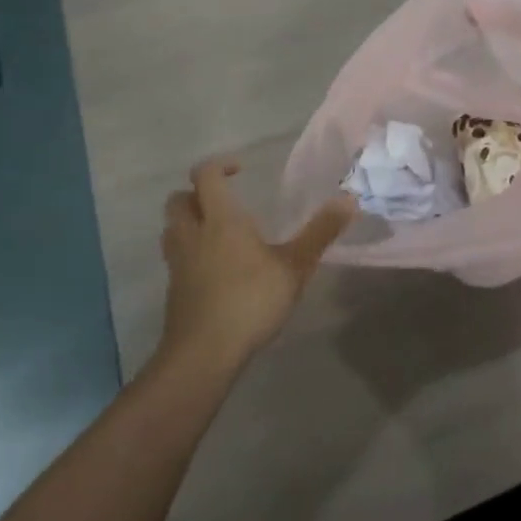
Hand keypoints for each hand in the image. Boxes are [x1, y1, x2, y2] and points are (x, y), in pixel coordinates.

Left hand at [157, 158, 354, 372]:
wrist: (202, 355)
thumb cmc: (250, 301)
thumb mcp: (295, 266)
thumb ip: (320, 232)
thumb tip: (349, 199)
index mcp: (220, 219)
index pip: (205, 175)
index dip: (220, 165)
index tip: (241, 170)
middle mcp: (193, 234)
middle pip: (178, 199)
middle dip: (196, 193)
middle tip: (224, 201)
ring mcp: (178, 263)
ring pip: (171, 229)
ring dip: (188, 221)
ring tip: (215, 232)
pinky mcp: (174, 290)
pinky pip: (175, 258)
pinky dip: (189, 253)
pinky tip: (213, 269)